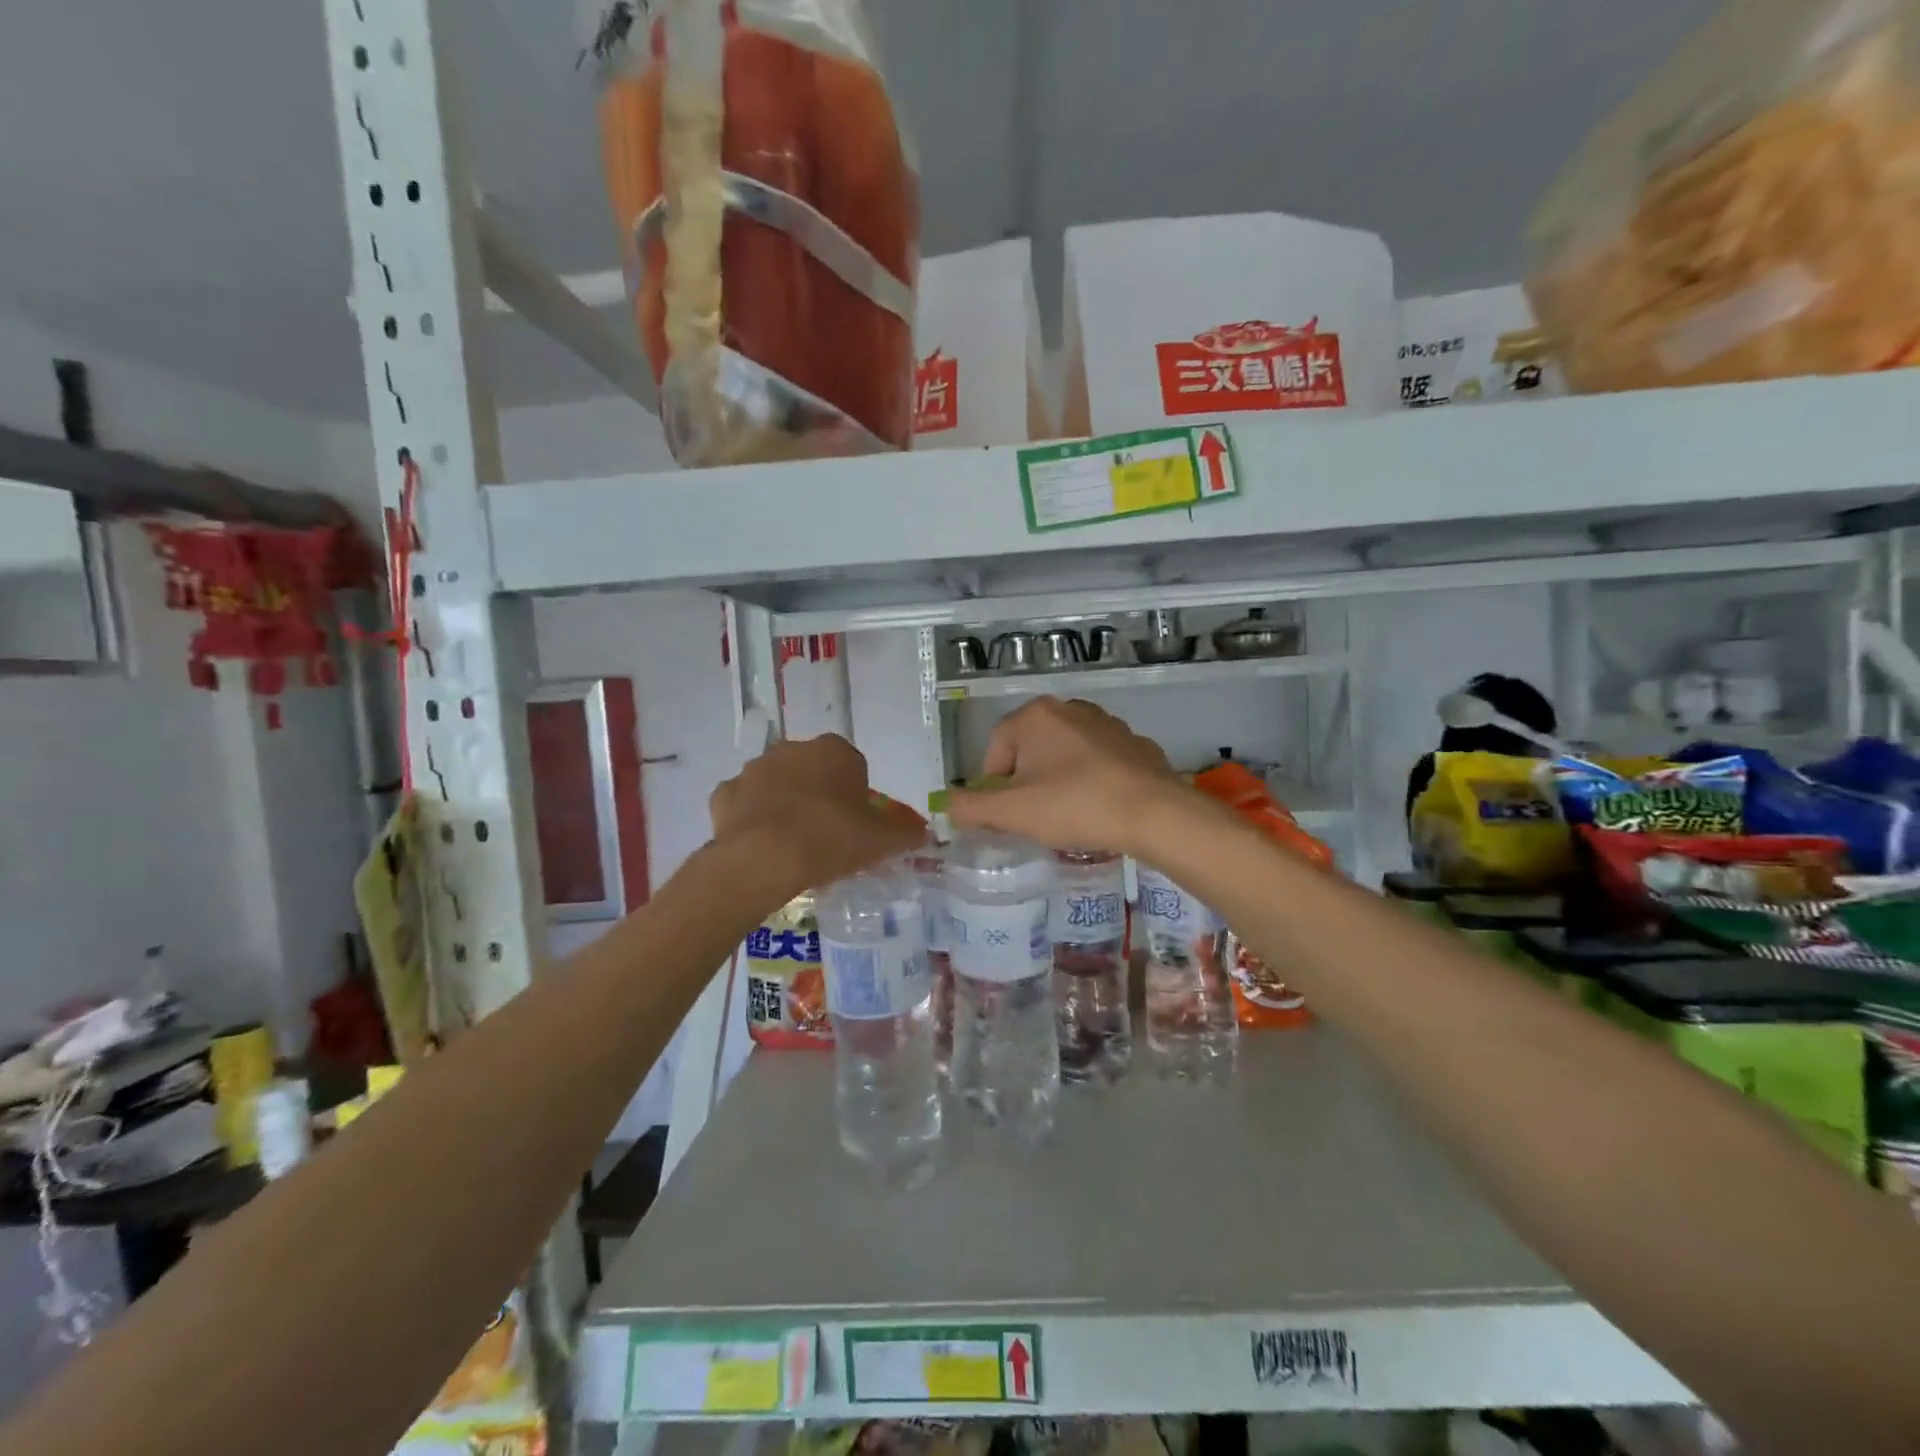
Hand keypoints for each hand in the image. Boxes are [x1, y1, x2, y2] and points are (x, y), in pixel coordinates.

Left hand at [709, 733, 924, 896]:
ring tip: (792, 845)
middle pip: (812, 771)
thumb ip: (905, 834)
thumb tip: (924, 833)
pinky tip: (761, 846)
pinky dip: (752, 820)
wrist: (765, 858)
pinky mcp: (724, 794)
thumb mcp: (880, 841)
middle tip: (827, 835)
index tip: (856, 824)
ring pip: (776, 785)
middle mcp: (793, 749)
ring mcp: (754, 769)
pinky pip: (744, 805)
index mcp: (834, 751)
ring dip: (784, 805)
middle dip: (819, 795)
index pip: (852, 766)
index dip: (855, 795)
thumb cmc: (831, 838)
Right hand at [947, 697, 1204, 855]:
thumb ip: (971, 807)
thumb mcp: (1012, 813)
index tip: (1008, 816)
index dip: (994, 786)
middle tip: (1035, 818)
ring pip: (1066, 755)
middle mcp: (1070, 708)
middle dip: (1027, 783)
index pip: (995, 749)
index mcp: (1036, 716)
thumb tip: (948, 803)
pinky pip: (1099, 763)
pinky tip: (1100, 809)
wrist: (1155, 813)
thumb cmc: (1074, 806)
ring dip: (1059, 781)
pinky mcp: (1136, 743)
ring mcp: (1108, 723)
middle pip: (1030, 750)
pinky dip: (1093, 782)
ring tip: (1068, 817)